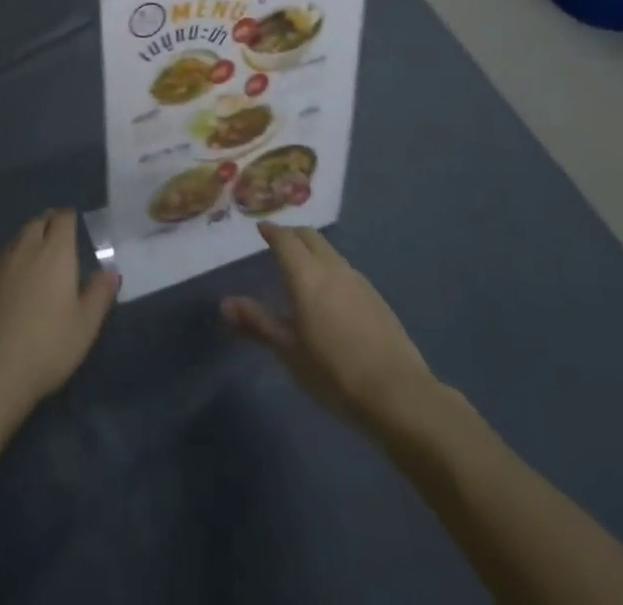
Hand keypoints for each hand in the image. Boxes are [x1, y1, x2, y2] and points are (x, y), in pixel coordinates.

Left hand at [0, 209, 119, 423]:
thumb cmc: (48, 345)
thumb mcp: (86, 325)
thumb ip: (100, 293)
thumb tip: (111, 271)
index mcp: (55, 251)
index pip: (63, 218)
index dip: (70, 218)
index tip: (77, 225)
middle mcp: (27, 248)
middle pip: (38, 221)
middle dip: (50, 223)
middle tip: (61, 239)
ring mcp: (2, 265)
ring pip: (19, 237)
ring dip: (31, 238)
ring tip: (41, 256)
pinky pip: (5, 257)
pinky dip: (16, 258)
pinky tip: (20, 279)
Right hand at [222, 222, 437, 429]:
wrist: (398, 394)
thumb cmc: (334, 372)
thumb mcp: (289, 351)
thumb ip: (257, 323)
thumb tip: (224, 303)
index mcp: (306, 275)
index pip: (285, 239)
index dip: (272, 231)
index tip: (261, 228)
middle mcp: (332, 267)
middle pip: (310, 236)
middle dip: (292, 234)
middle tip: (278, 242)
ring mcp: (358, 280)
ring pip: (330, 252)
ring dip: (313, 250)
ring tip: (302, 267)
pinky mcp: (376, 297)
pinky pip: (345, 270)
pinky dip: (330, 269)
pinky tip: (331, 294)